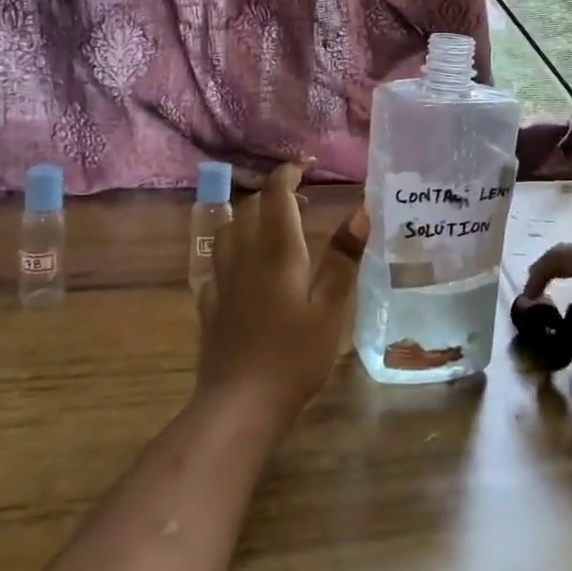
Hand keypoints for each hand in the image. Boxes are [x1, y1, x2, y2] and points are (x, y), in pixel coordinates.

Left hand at [196, 162, 354, 423]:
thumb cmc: (294, 356)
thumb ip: (344, 258)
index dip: (289, 174)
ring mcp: (222, 279)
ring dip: (250, 217)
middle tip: (302, 204)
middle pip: (250, 207)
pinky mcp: (210, 303)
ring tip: (273, 228)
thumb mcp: (331, 308)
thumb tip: (360, 211)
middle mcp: (244, 256)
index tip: (307, 167)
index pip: (275, 194)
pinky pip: (217, 261)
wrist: (240, 403)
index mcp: (277, 251)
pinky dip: (233, 250)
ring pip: (229, 230)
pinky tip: (244, 267)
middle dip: (274, 195)